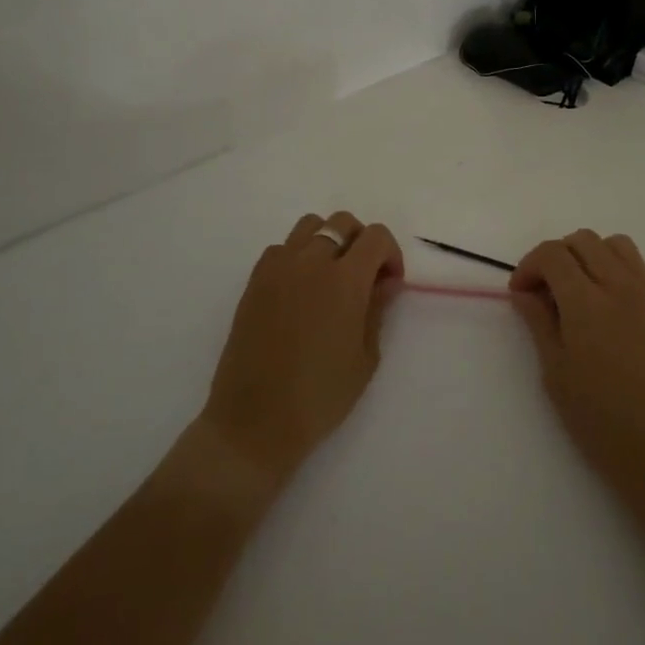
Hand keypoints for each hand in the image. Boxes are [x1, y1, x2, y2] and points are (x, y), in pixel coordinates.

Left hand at [198, 211, 403, 487]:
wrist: (255, 421)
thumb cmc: (320, 396)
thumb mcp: (365, 356)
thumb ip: (377, 309)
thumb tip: (385, 281)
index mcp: (345, 280)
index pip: (376, 236)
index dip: (390, 254)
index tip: (389, 283)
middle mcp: (311, 262)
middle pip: (342, 222)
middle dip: (361, 242)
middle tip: (364, 278)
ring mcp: (277, 268)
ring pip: (309, 226)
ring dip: (327, 241)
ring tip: (330, 277)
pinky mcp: (254, 281)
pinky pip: (281, 249)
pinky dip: (297, 256)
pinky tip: (299, 291)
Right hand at [509, 230, 644, 498]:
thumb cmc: (599, 417)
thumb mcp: (555, 371)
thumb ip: (539, 321)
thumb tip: (525, 292)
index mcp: (587, 301)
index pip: (552, 254)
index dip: (528, 266)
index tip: (520, 293)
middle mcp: (620, 285)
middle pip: (582, 240)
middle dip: (555, 256)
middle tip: (544, 291)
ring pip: (614, 244)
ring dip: (589, 255)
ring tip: (577, 290)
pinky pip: (638, 266)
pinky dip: (616, 268)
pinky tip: (606, 303)